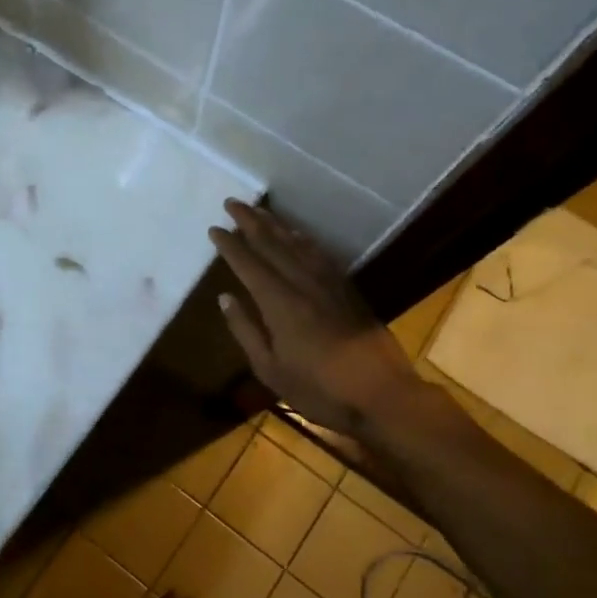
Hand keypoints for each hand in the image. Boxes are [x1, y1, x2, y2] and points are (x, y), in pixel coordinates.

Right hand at [208, 199, 421, 438]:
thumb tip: (225, 297)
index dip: (230, 245)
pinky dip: (304, 240)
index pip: (248, 264)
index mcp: (279, 303)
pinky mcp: (347, 290)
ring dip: (276, 225)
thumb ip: (246, 330)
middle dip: (250, 222)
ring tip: (260, 210)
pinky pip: (320, 254)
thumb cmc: (319, 389)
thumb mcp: (270, 369)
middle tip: (232, 202)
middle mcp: (302, 284)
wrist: (382, 395)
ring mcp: (328, 284)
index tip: (214, 228)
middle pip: (272, 244)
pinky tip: (298, 235)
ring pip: (297, 245)